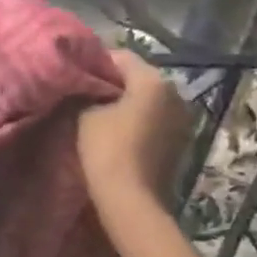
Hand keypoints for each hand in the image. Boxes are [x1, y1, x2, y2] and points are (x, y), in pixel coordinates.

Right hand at [77, 50, 191, 209]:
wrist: (131, 199)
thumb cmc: (106, 149)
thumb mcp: (85, 114)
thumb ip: (86, 92)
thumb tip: (84, 85)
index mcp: (153, 80)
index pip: (121, 57)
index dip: (95, 62)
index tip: (75, 73)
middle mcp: (175, 93)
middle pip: (138, 77)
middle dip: (113, 83)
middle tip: (84, 93)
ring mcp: (182, 119)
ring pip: (148, 99)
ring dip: (126, 103)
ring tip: (98, 114)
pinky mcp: (180, 141)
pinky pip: (155, 119)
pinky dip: (137, 120)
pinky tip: (117, 132)